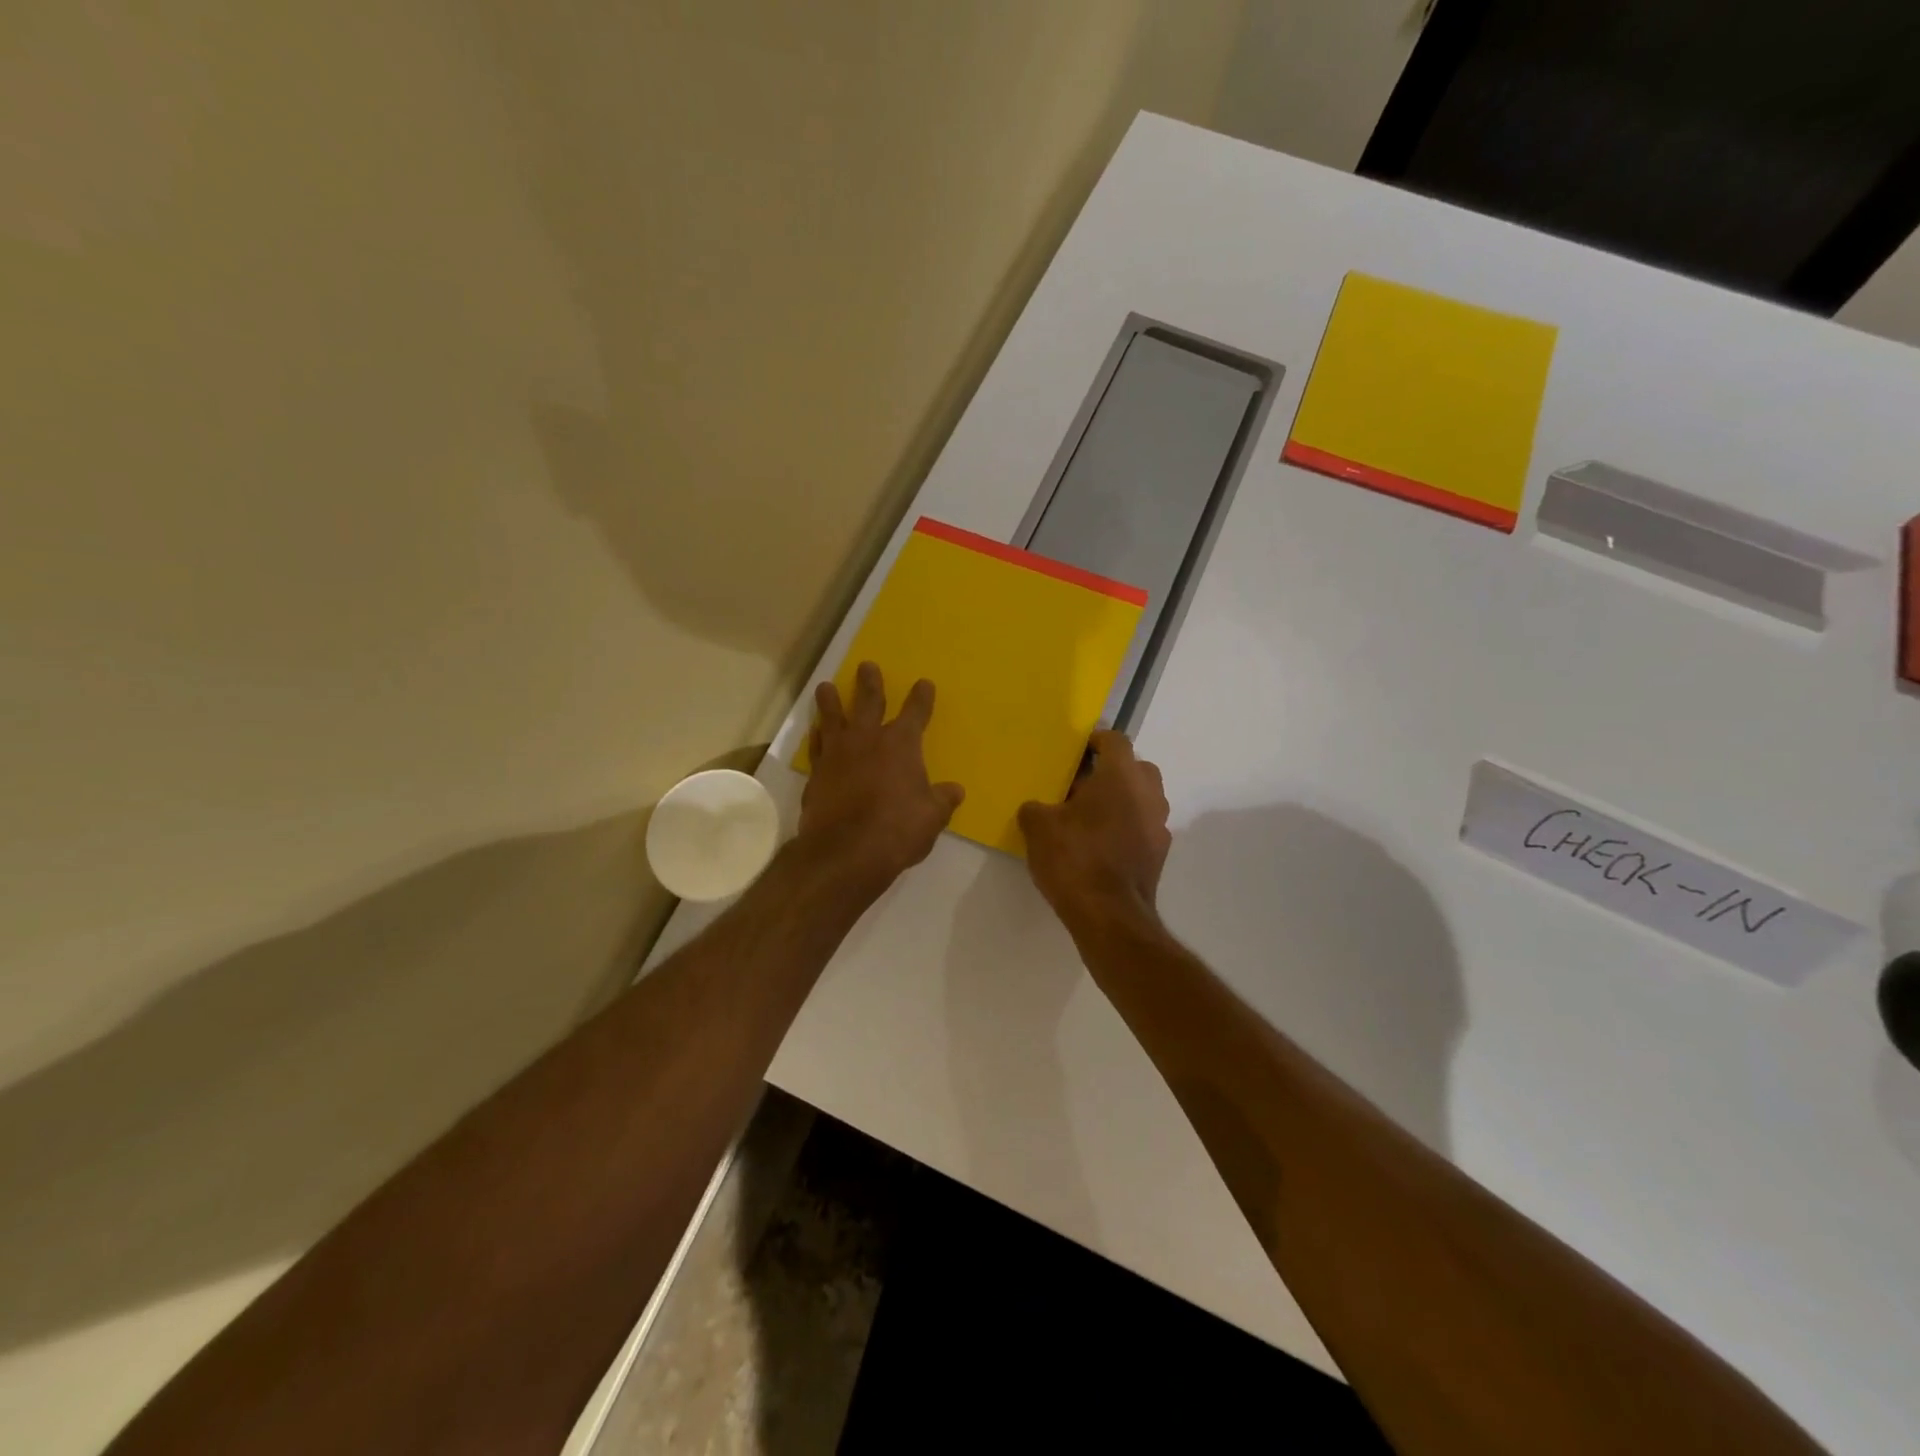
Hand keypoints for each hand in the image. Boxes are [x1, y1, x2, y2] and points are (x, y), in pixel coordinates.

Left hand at [799, 662, 964, 894]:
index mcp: (902, 745)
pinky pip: (816, 745)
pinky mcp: (817, 773)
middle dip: (870, 683)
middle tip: (866, 666)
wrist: (844, 852)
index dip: (921, 697)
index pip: (915, 712)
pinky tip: (816, 730)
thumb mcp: (932, 818)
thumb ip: (942, 800)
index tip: (923, 683)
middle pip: (869, 702)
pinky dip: (817, 735)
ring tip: (825, 686)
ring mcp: (838, 754)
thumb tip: (955, 790)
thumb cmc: (897, 831)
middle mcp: (868, 740)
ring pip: (833, 717)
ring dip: (831, 700)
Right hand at [1018, 729, 1171, 933]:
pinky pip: (1142, 826)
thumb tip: (1037, 808)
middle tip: (1080, 784)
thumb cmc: (1075, 859)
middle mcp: (1148, 793)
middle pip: (1134, 767)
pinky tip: (1100, 844)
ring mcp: (1159, 825)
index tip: (1075, 751)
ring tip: (1087, 816)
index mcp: (1121, 776)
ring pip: (1141, 798)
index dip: (1094, 740)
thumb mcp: (1038, 828)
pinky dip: (1125, 827)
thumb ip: (1035, 808)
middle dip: (1110, 771)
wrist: (1110, 916)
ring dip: (1120, 800)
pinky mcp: (1159, 854)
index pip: (1115, 740)